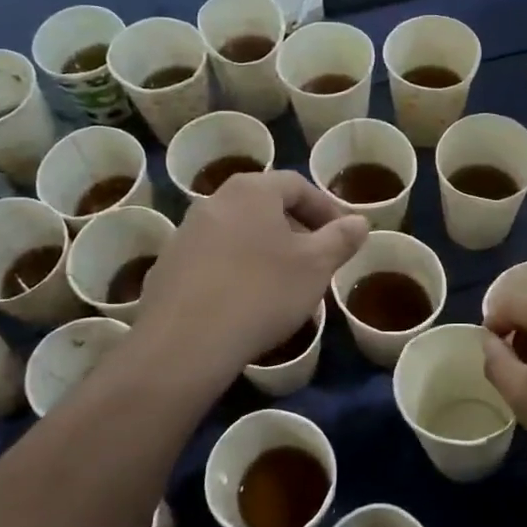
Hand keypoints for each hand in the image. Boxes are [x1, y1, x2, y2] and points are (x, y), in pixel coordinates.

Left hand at [136, 170, 368, 378]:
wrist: (186, 341)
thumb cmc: (262, 292)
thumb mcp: (316, 266)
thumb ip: (341, 239)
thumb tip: (359, 221)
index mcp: (251, 190)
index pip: (297, 185)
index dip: (326, 208)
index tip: (343, 236)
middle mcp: (214, 201)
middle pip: (265, 207)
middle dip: (295, 230)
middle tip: (316, 261)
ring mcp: (185, 234)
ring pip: (238, 234)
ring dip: (265, 252)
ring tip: (284, 286)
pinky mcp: (168, 267)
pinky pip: (214, 260)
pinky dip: (236, 272)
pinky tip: (246, 304)